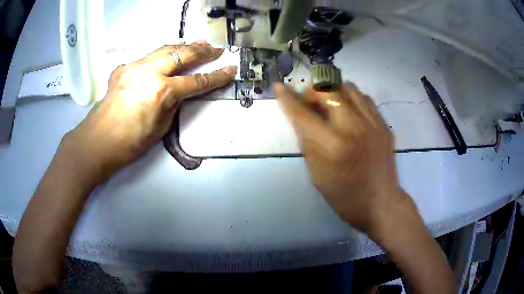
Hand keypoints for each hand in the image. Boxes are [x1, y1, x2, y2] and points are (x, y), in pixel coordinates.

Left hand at [65, 41, 236, 182]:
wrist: (98, 141)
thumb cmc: (130, 143)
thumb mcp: (161, 127)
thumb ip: (172, 104)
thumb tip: (178, 91)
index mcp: (161, 92)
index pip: (196, 81)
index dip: (216, 76)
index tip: (230, 69)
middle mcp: (149, 73)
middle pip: (181, 55)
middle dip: (202, 51)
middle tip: (216, 49)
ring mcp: (134, 67)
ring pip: (164, 49)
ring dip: (183, 46)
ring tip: (198, 43)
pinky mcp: (123, 68)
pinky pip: (146, 58)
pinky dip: (160, 56)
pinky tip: (165, 58)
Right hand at [275, 83, 417, 232]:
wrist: (380, 202)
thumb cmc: (345, 196)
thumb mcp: (316, 174)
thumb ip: (308, 142)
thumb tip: (302, 119)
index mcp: (333, 145)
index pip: (303, 114)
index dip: (288, 99)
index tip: (279, 87)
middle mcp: (354, 127)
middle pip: (328, 91)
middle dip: (313, 92)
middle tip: (310, 102)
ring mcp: (373, 124)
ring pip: (349, 89)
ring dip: (334, 92)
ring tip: (330, 104)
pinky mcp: (384, 125)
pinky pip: (365, 99)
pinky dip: (352, 100)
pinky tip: (350, 112)